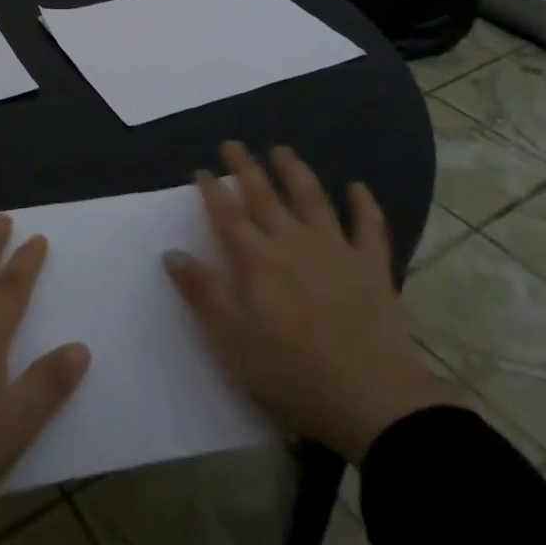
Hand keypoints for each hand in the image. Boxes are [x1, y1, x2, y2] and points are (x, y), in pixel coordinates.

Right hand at [164, 142, 456, 461]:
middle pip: (265, 196)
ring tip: (282, 151)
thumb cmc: (292, 372)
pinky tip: (357, 186)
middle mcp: (293, 242)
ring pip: (312, 199)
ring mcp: (336, 250)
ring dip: (295, 172)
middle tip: (233, 144)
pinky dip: (364, 204)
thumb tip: (172, 252)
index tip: (200, 169)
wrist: (373, 400)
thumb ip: (203, 292)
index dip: (212, 189)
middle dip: (246, 168)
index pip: (227, 215)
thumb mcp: (232, 339)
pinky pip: (369, 227)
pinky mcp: (372, 268)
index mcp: (257, 260)